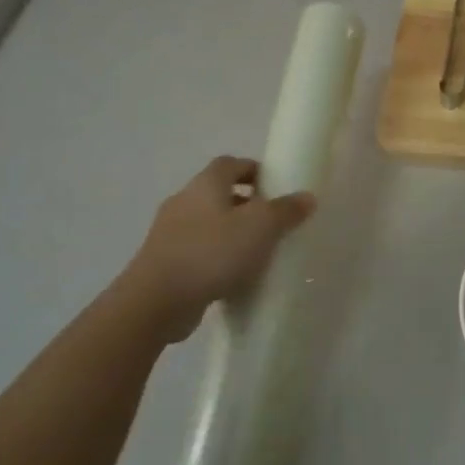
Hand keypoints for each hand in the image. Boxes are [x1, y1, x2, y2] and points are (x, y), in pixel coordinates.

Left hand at [118, 156, 314, 343]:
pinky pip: (198, 251)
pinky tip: (234, 276)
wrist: (157, 300)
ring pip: (208, 223)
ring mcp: (170, 232)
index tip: (276, 186)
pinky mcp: (165, 262)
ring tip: (258, 251)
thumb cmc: (212, 252)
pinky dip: (217, 257)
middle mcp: (184, 201)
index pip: (230, 163)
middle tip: (273, 222)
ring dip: (231, 232)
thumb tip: (307, 196)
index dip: (254, 170)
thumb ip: (286, 210)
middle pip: (218, 193)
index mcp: (205, 185)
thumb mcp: (261, 227)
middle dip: (246, 203)